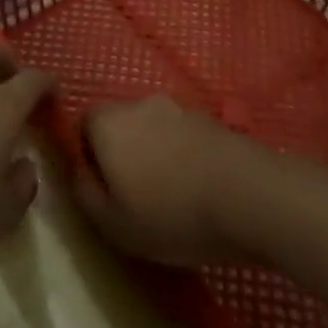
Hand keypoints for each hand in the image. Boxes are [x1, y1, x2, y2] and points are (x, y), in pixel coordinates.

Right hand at [71, 96, 266, 267]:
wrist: (250, 197)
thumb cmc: (171, 214)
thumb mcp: (113, 223)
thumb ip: (83, 193)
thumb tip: (76, 171)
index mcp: (109, 122)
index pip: (84, 123)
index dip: (88, 154)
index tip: (104, 189)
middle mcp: (140, 104)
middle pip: (121, 123)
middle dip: (123, 153)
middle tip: (136, 196)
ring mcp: (180, 108)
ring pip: (154, 129)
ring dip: (156, 154)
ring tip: (172, 196)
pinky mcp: (212, 120)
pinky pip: (184, 136)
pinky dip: (184, 156)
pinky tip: (199, 189)